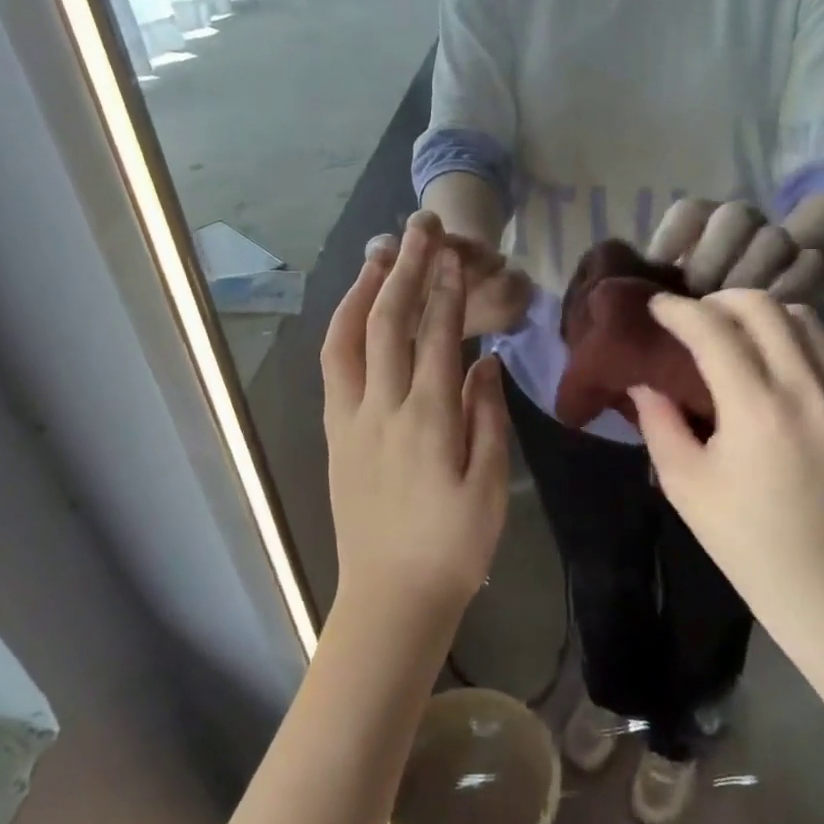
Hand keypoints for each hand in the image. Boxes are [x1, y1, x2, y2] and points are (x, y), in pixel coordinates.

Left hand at [326, 213, 510, 617]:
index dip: (445, 290)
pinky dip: (344, 328)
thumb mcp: (489, 486)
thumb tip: (484, 362)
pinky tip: (356, 311)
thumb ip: (487, 418)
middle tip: (418, 226)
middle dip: (406, 269)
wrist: (391, 597)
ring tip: (380, 253)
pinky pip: (333, 368)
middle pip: (390, 323)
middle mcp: (382, 409)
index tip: (453, 252)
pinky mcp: (334, 434)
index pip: (436, 337)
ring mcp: (350, 420)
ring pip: (349, 338)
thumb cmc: (454, 546)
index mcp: (428, 421)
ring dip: (364, 290)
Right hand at [629, 291, 823, 631]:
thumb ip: (658, 421)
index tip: (658, 307)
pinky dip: (814, 339)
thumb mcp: (682, 482)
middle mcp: (805, 388)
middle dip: (720, 300)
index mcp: (755, 408)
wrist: (821, 581)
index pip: (713, 329)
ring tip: (742, 334)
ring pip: (807, 319)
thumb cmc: (741, 536)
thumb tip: (644, 380)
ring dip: (766, 315)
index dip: (679, 310)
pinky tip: (793, 357)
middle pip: (763, 308)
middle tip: (697, 317)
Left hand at [647, 198, 823, 302]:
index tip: (660, 268)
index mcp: (702, 219)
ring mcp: (777, 237)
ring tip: (733, 310)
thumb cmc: (703, 295)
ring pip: (774, 238)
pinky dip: (791, 288)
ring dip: (751, 275)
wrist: (771, 287)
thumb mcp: (674, 283)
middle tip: (699, 296)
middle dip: (713, 259)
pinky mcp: (809, 261)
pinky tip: (772, 313)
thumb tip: (620, 288)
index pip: (688, 211)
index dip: (673, 237)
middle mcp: (740, 221)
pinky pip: (808, 264)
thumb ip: (655, 280)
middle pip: (734, 217)